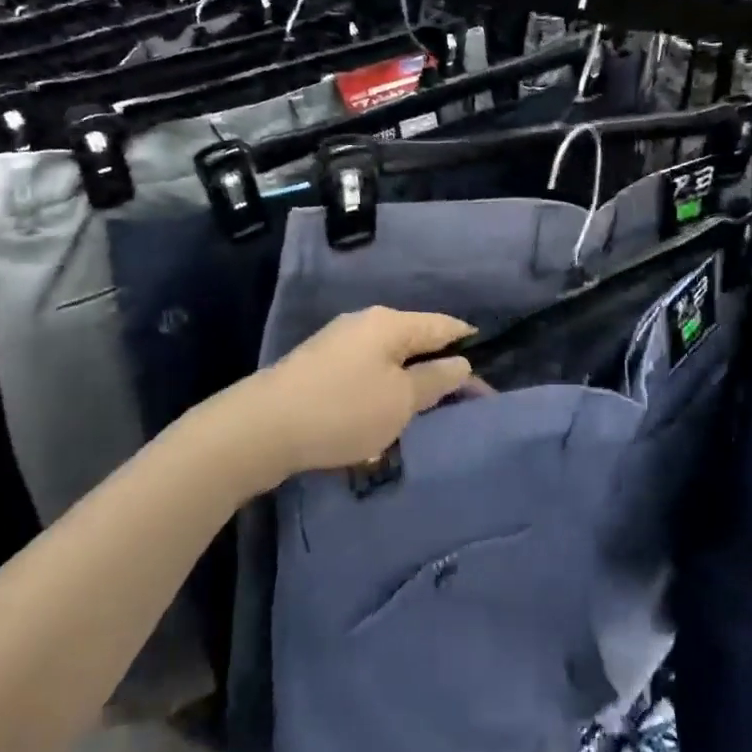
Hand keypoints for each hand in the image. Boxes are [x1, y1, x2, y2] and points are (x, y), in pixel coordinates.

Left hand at [234, 308, 475, 483]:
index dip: (470, 344)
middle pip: (414, 341)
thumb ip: (435, 380)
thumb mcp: (400, 400)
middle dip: (438, 368)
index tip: (490, 371)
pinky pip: (365, 375)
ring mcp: (338, 345)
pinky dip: (381, 393)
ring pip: (388, 361)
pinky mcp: (318, 369)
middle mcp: (364, 324)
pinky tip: (383, 418)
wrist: (261, 428)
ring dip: (408, 385)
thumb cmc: (343, 410)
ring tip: (425, 414)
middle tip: (462, 401)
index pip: (444, 325)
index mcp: (390, 323)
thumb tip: (460, 363)